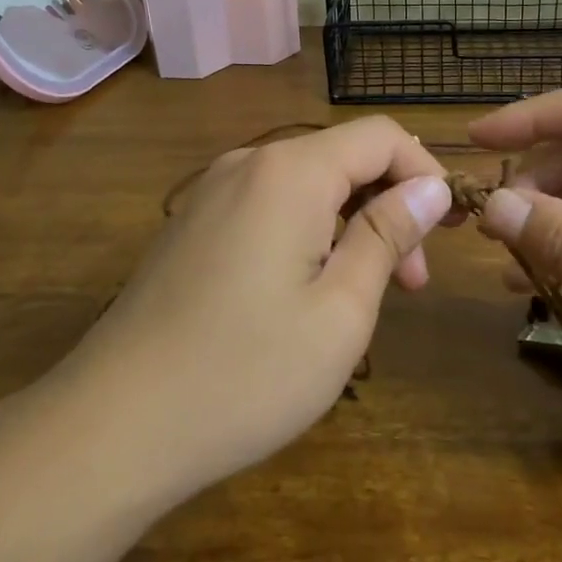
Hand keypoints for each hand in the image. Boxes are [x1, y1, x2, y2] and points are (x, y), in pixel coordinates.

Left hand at [51, 118, 453, 503]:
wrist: (113, 425)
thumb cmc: (246, 372)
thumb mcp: (342, 309)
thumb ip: (387, 234)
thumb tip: (430, 185)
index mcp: (290, 172)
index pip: (381, 136)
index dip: (426, 172)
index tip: (447, 232)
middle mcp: (248, 165)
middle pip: (342, 157)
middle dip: (389, 206)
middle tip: (412, 283)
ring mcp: (211, 194)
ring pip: (306, 186)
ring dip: (349, 225)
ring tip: (363, 297)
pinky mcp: (191, 227)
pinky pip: (268, 208)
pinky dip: (307, 234)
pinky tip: (306, 294)